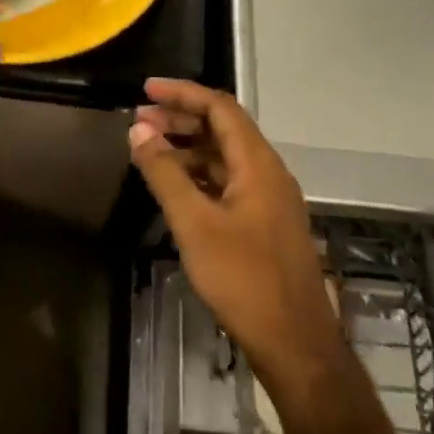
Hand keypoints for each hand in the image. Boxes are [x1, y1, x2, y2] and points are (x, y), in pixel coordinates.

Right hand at [129, 80, 347, 402]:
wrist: (295, 343)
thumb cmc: (244, 279)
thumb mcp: (195, 224)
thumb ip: (165, 173)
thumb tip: (139, 130)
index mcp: (257, 163)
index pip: (220, 107)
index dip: (182, 93)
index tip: (146, 90)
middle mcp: (268, 172)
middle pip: (223, 128)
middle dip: (181, 119)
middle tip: (139, 121)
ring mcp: (269, 198)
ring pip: (225, 156)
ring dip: (188, 147)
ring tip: (149, 149)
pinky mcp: (265, 222)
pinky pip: (228, 181)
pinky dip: (199, 173)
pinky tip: (175, 185)